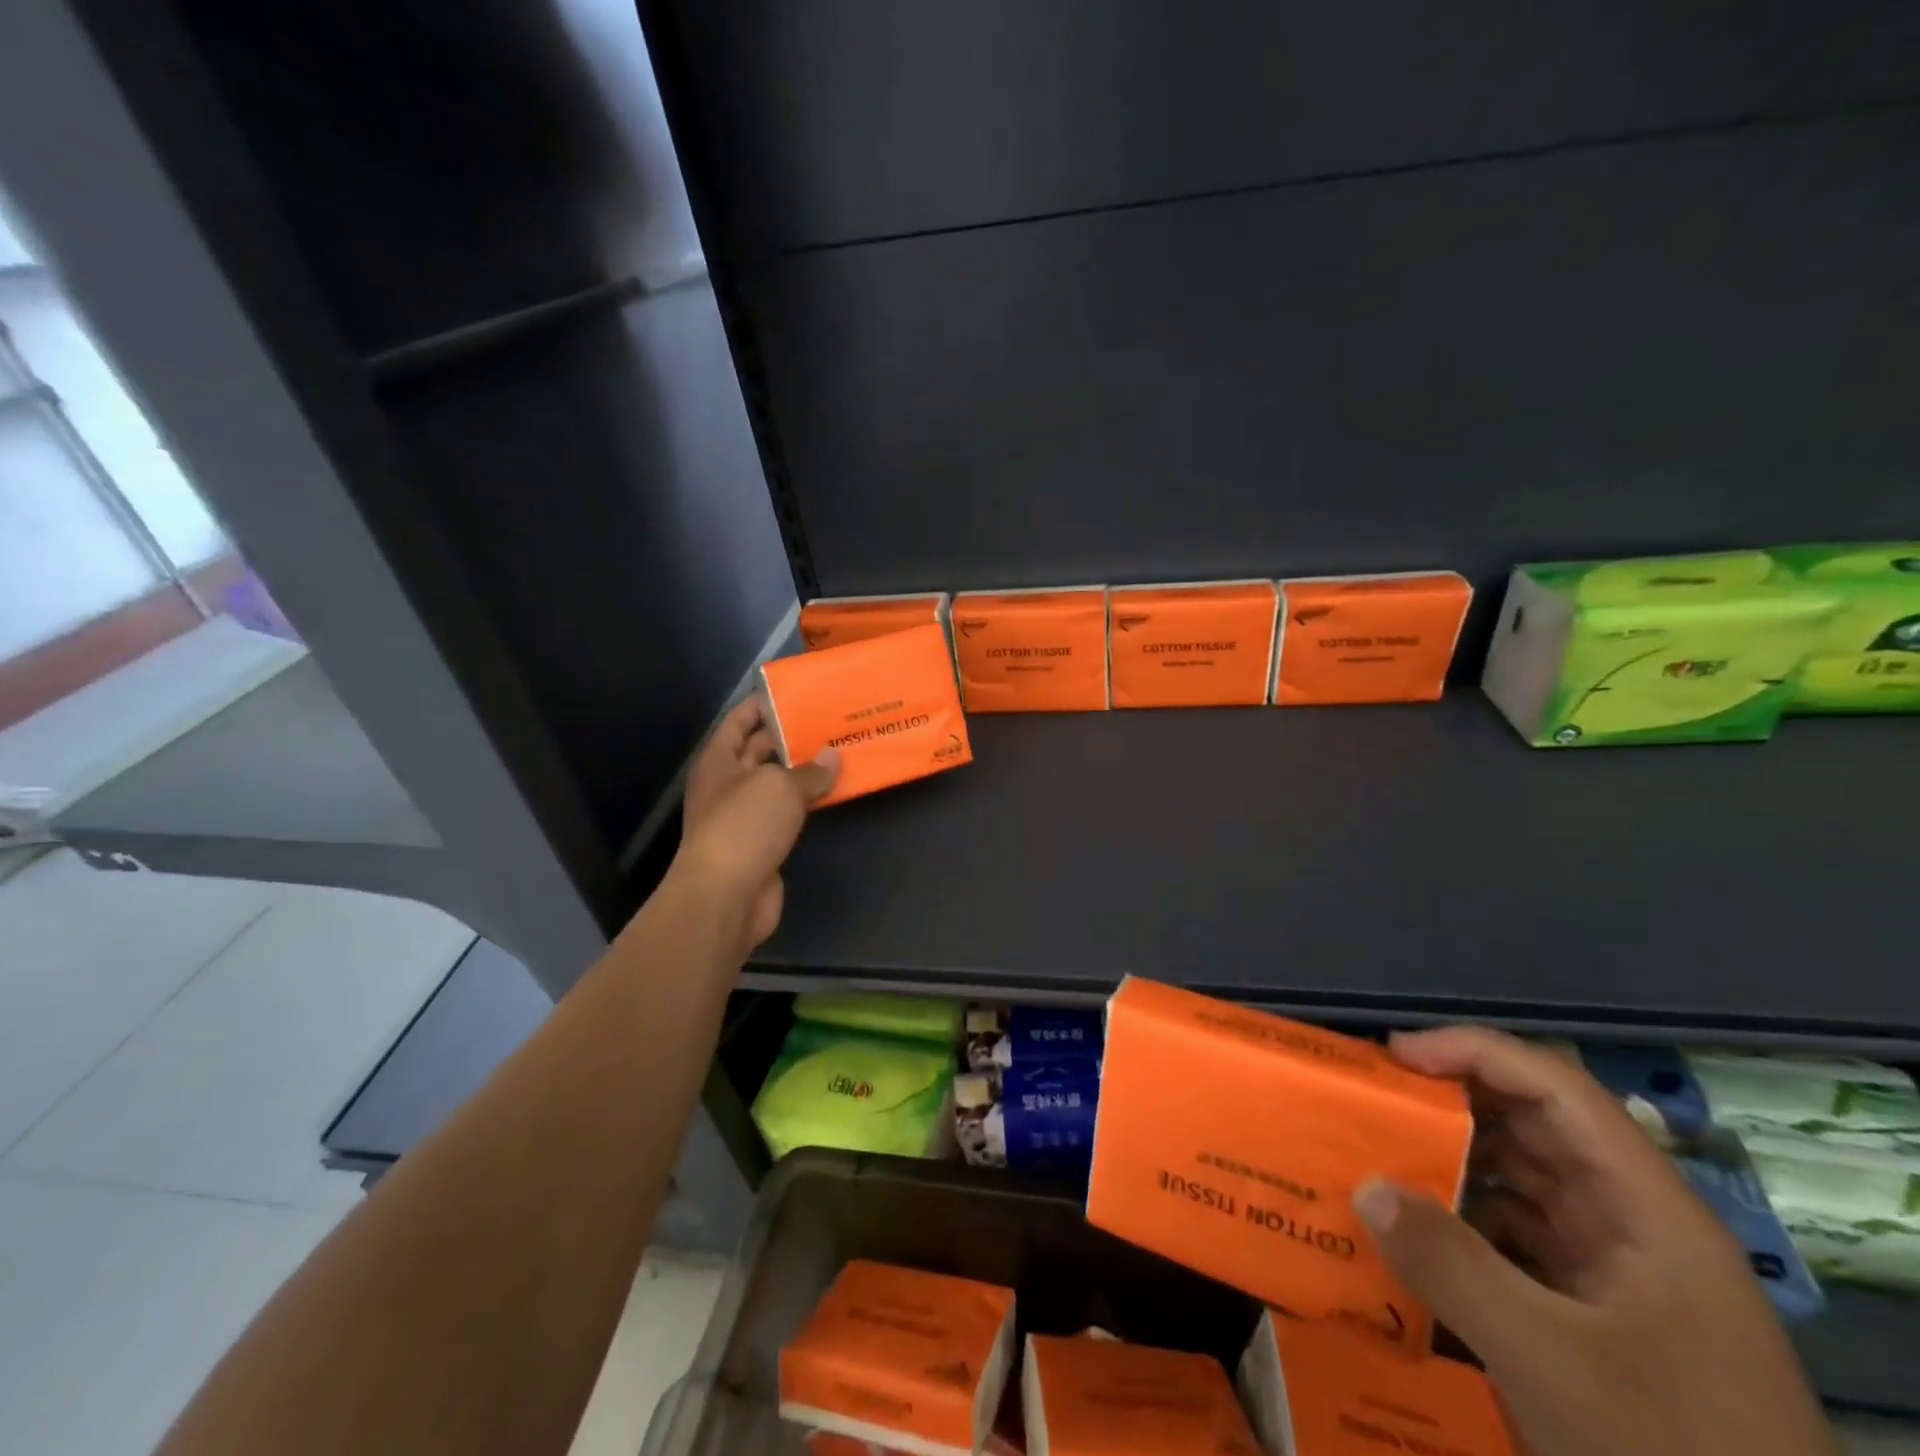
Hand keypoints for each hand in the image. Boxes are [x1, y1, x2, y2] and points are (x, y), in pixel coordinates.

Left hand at [672, 697, 837, 952]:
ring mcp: (744, 815)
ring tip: (841, 750)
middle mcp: (728, 784)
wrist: (727, 897)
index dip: (764, 703)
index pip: (739, 720)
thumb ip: (809, 771)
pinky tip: (835, 791)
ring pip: (777, 783)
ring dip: (804, 770)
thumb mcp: (779, 787)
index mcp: (719, 760)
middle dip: (791, 736)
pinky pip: (788, 812)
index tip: (799, 692)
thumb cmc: (744, 827)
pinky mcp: (762, 842)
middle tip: (830, 720)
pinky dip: (809, 801)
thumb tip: (832, 757)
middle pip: (759, 750)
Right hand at [1353, 1027, 1833, 1455]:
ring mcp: (1619, 1271)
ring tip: (1379, 1153)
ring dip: (1452, 1158)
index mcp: (1649, 1210)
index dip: (1475, 1052)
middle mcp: (1636, 1223)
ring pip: (1523, 1178)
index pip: (1557, 1088)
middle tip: (1374, 1099)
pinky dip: (1463, 1216)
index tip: (1396, 1056)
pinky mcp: (1598, 1313)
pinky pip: (1517, 1233)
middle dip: (1452, 1101)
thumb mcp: (1552, 1364)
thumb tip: (1365, 1186)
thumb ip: (1451, 1266)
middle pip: (1536, 1126)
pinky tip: (1415, 1230)